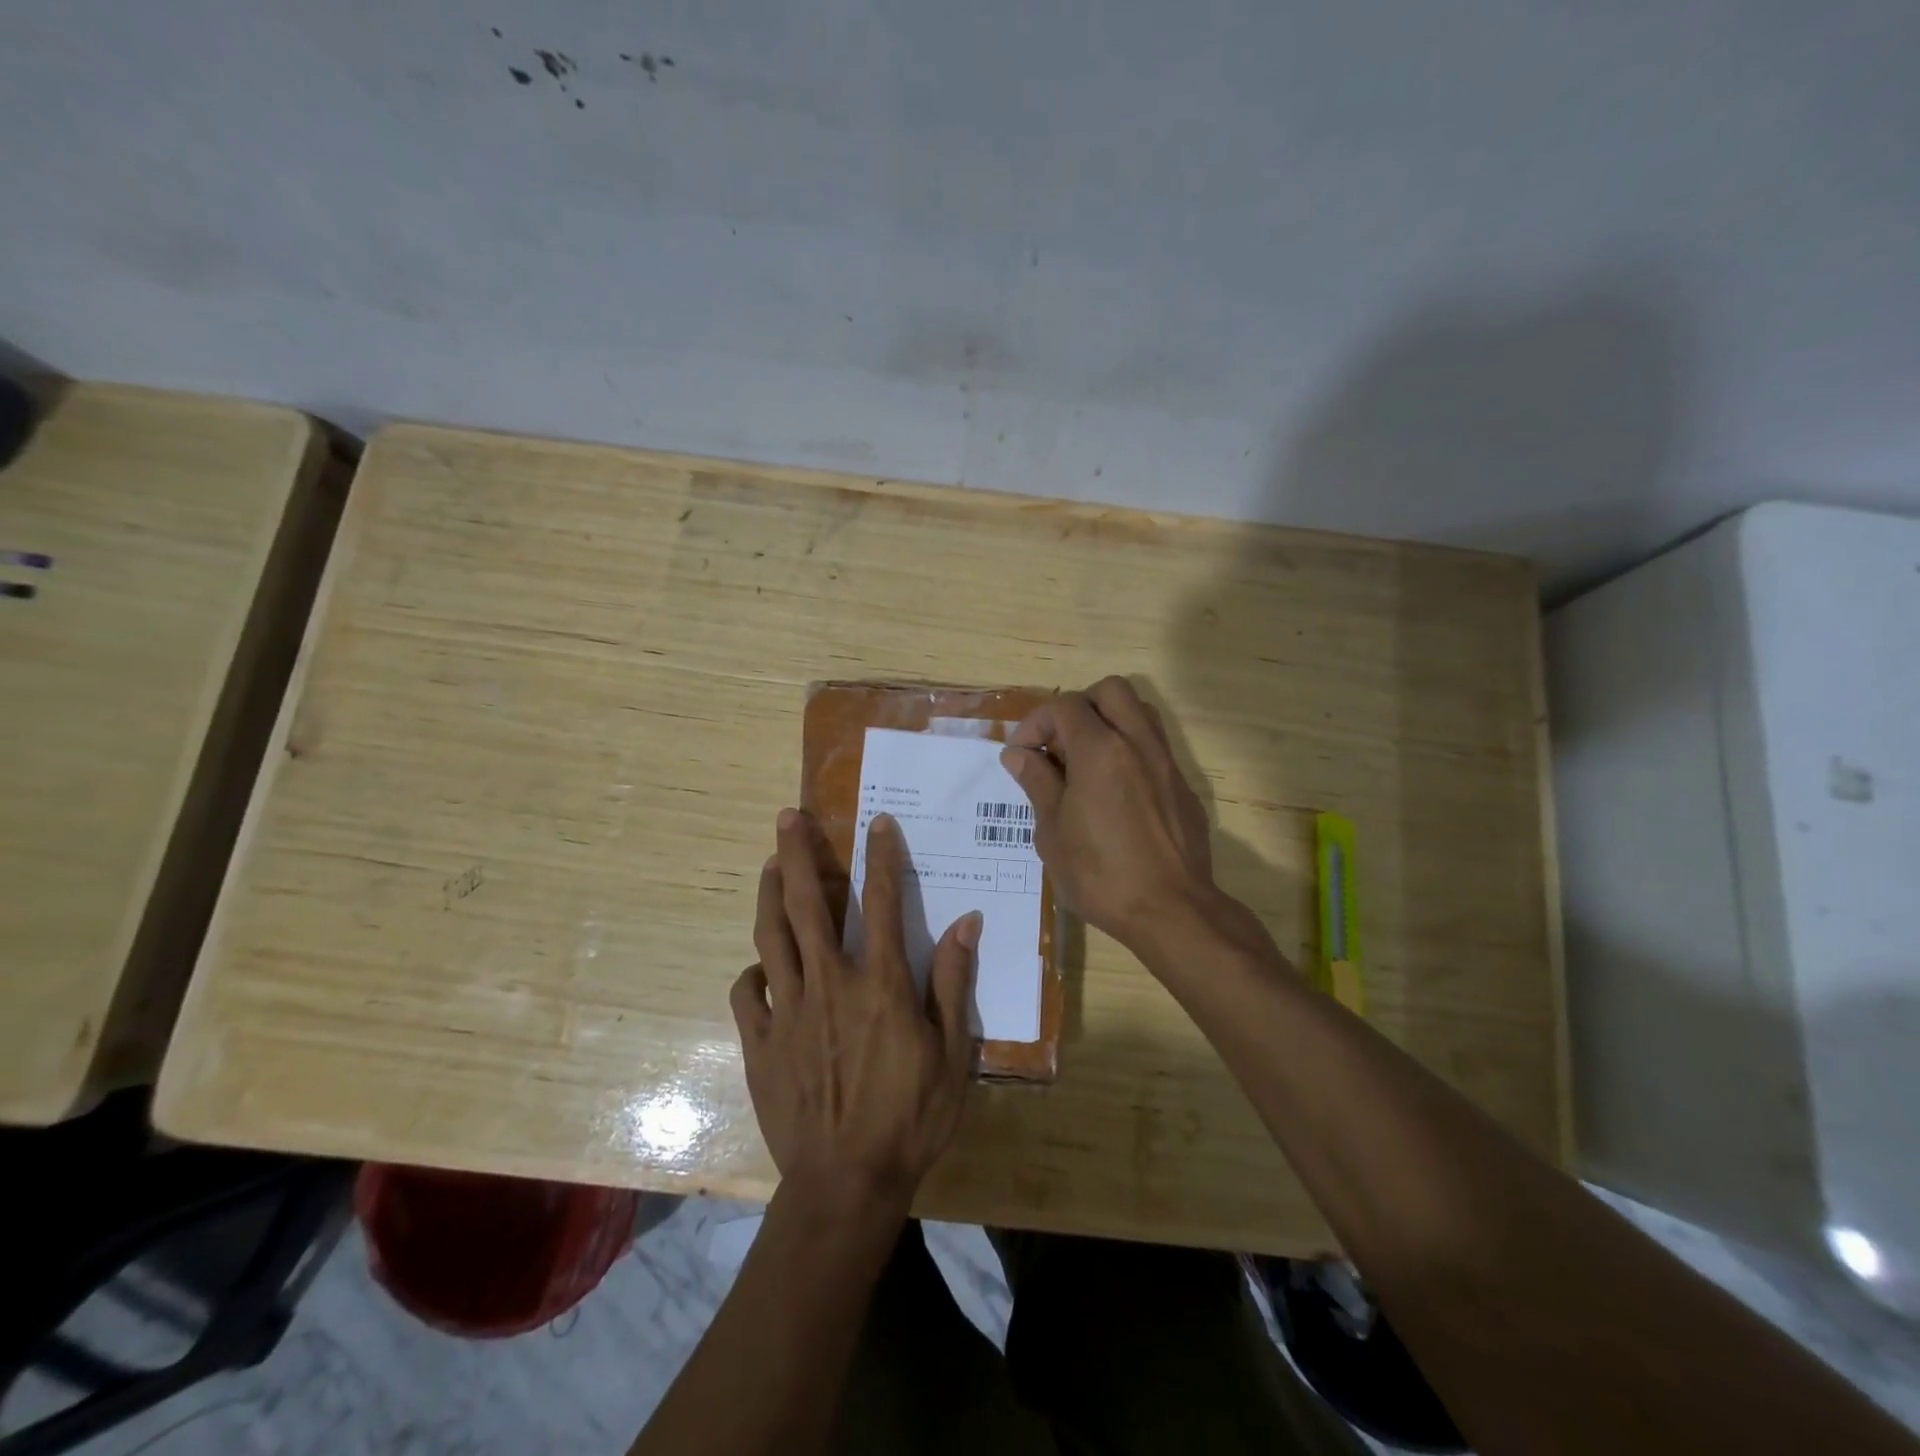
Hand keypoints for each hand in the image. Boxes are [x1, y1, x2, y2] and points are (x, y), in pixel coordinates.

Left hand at [730, 808, 978, 1207]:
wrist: (847, 1185)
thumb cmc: (910, 1118)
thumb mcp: (951, 1053)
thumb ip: (952, 982)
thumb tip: (966, 921)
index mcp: (880, 985)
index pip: (881, 902)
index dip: (882, 856)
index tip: (877, 821)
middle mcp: (830, 984)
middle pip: (809, 905)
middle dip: (798, 854)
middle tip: (787, 817)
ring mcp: (789, 1012)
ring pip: (771, 937)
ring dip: (769, 894)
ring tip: (770, 864)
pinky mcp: (761, 1043)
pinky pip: (747, 994)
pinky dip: (752, 972)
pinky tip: (759, 966)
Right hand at [999, 676, 1220, 952]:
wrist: (1172, 911)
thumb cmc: (1100, 874)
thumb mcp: (1052, 832)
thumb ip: (1037, 782)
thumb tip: (1019, 754)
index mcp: (1100, 750)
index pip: (1065, 706)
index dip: (1036, 722)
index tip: (1022, 752)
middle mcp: (1138, 744)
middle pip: (1111, 691)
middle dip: (1079, 706)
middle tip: (1059, 743)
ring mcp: (1167, 764)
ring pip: (1140, 713)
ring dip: (1109, 722)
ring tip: (1086, 761)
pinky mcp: (1183, 788)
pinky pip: (1154, 749)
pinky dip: (1129, 752)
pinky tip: (1115, 794)